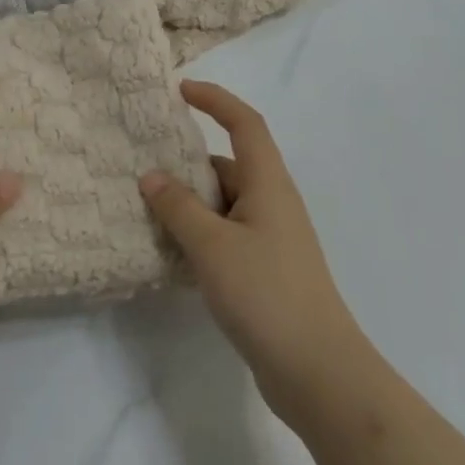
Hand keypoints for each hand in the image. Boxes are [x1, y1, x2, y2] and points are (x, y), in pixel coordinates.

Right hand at [140, 80, 366, 429]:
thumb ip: (178, 207)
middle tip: (144, 160)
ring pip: (223, 203)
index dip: (215, 99)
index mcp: (267, 183)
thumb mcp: (212, 246)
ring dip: (189, 202)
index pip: (244, 123)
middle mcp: (272, 203)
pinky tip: (169, 251)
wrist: (320, 375)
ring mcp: (270, 239)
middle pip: (228, 164)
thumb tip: (151, 176)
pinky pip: (225, 235)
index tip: (180, 90)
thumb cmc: (267, 294)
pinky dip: (198, 233)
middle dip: (188, 160)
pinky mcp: (265, 271)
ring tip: (145, 206)